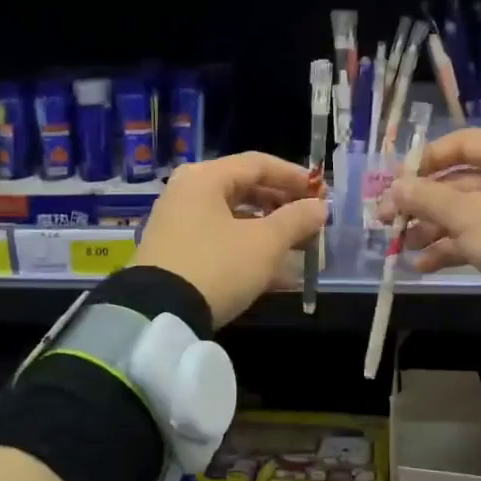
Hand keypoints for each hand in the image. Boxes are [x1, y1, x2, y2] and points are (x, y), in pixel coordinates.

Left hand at [136, 153, 327, 327]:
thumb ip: (296, 220)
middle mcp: (187, 192)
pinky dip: (248, 249)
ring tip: (298, 247)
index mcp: (205, 178)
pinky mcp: (175, 253)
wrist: (158, 315)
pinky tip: (276, 273)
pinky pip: (220, 240)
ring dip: (268, 230)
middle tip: (311, 221)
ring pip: (233, 218)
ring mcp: (177, 223)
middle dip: (282, 205)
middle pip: (244, 189)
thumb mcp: (264, 243)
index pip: (258, 164)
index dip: (294, 176)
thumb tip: (320, 207)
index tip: (321, 193)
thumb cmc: (217, 266)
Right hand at [379, 129, 480, 323]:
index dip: (426, 160)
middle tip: (387, 218)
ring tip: (402, 244)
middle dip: (421, 202)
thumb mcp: (467, 215)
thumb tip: (395, 187)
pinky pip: (474, 236)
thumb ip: (427, 197)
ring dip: (430, 227)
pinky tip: (422, 264)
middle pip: (457, 182)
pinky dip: (449, 247)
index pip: (461, 144)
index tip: (397, 180)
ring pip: (463, 212)